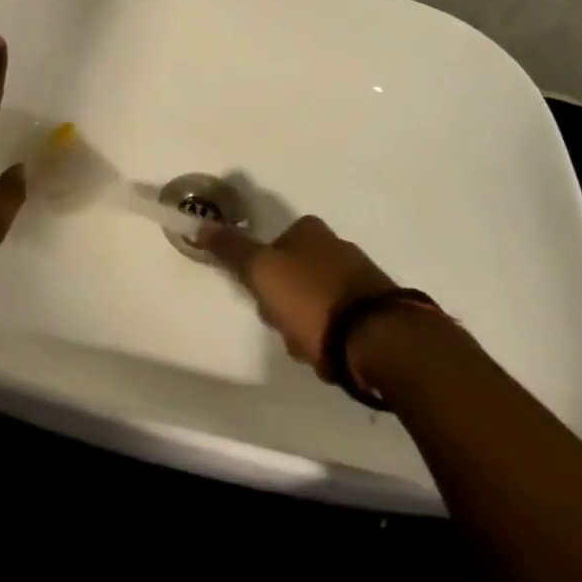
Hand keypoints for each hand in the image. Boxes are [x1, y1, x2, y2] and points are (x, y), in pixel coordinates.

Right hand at [196, 216, 394, 378]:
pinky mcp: (380, 310)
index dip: (262, 276)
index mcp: (310, 230)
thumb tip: (200, 224)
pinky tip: (333, 357)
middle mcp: (338, 245)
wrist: (380, 340)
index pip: (272, 248)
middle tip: (285, 328)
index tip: (262, 299)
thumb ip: (231, 249)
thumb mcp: (262, 271)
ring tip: (311, 350)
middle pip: (293, 277)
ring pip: (316, 302)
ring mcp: (362, 278)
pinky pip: (342, 323)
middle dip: (285, 305)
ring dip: (308, 326)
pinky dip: (333, 339)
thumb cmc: (312, 299)